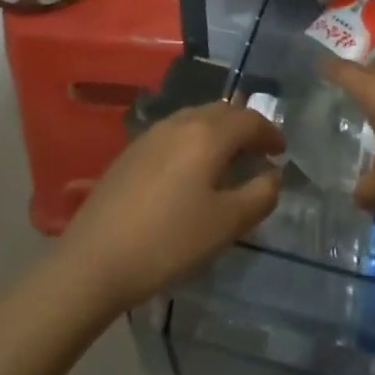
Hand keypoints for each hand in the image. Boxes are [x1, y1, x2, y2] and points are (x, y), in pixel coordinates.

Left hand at [61, 101, 283, 312]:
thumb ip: (260, 195)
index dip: (271, 133)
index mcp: (208, 134)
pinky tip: (190, 171)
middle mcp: (181, 122)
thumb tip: (273, 175)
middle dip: (246, 128)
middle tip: (258, 153)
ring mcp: (152, 134)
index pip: (251, 120)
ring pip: (197, 118)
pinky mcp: (131, 152)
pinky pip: (175, 133)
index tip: (281, 152)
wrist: (92, 262)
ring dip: (219, 132)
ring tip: (227, 161)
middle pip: (224, 112)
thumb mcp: (226, 225)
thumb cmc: (168, 242)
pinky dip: (195, 141)